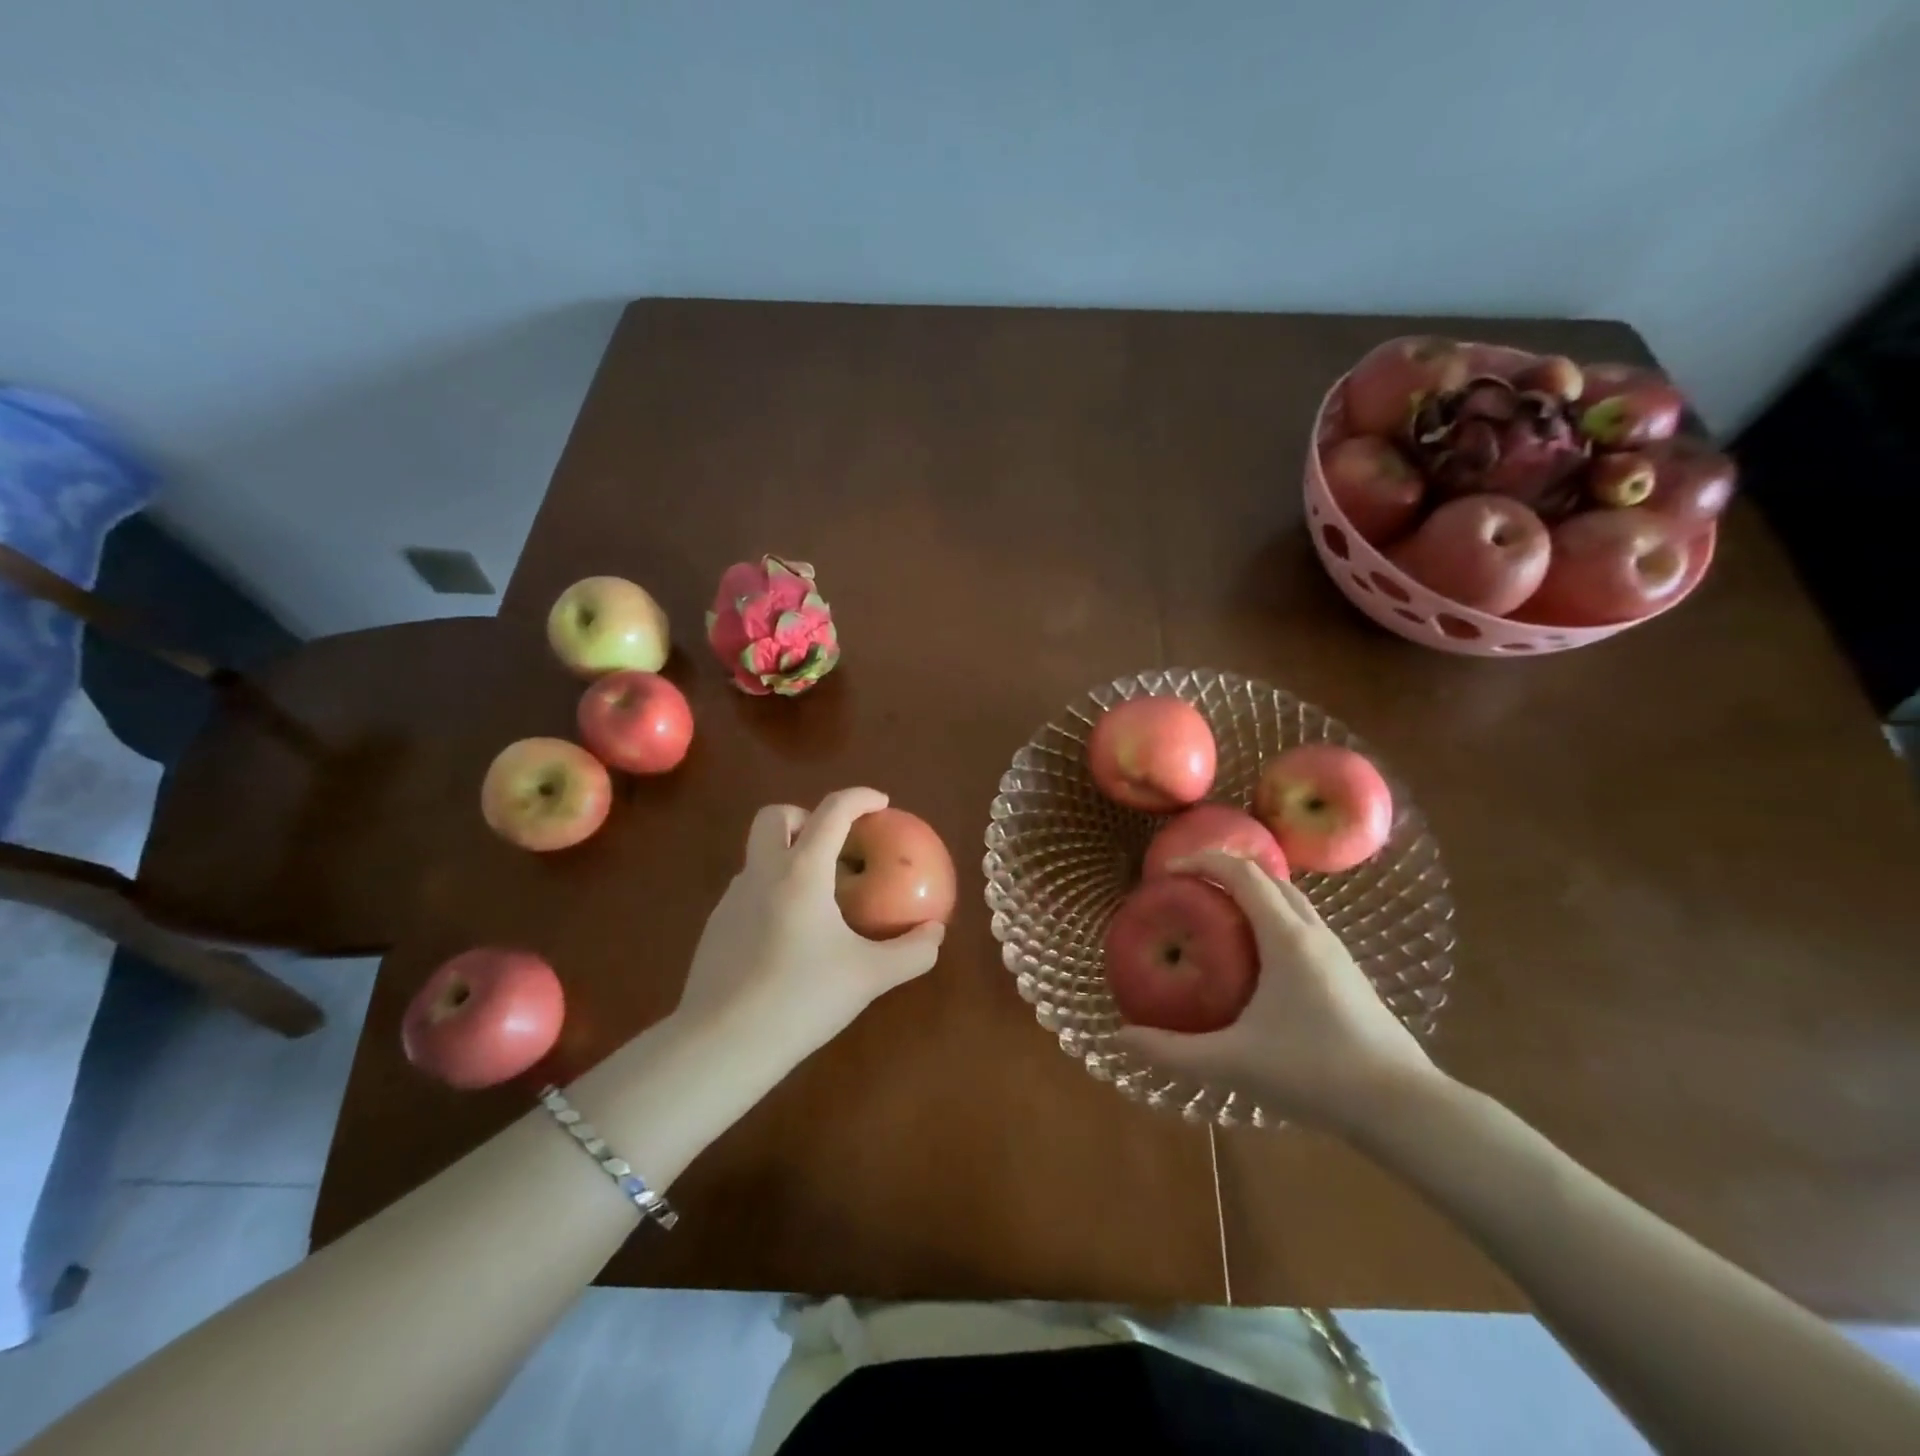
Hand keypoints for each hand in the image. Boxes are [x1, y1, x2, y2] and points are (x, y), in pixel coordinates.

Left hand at [675, 787, 945, 1067]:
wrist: (722, 1045)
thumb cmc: (801, 999)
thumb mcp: (869, 977)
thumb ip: (911, 952)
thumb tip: (936, 933)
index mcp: (801, 872)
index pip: (831, 812)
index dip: (859, 798)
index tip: (881, 803)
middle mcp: (762, 873)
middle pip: (775, 816)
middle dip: (806, 817)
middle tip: (834, 845)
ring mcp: (732, 899)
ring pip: (759, 854)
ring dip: (789, 856)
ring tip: (819, 899)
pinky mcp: (716, 927)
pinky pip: (749, 890)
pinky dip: (773, 891)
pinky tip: (789, 937)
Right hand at [1114, 851, 1445, 1135]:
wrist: (1403, 1107)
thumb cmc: (1314, 1073)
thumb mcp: (1233, 1063)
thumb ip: (1173, 1051)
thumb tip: (1121, 1039)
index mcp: (1285, 938)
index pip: (1242, 873)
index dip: (1201, 861)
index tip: (1165, 872)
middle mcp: (1312, 933)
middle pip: (1268, 878)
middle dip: (1224, 871)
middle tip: (1187, 889)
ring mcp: (1336, 952)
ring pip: (1290, 900)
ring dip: (1251, 893)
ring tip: (1215, 916)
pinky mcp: (1346, 974)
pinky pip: (1302, 924)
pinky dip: (1271, 917)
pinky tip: (1255, 957)